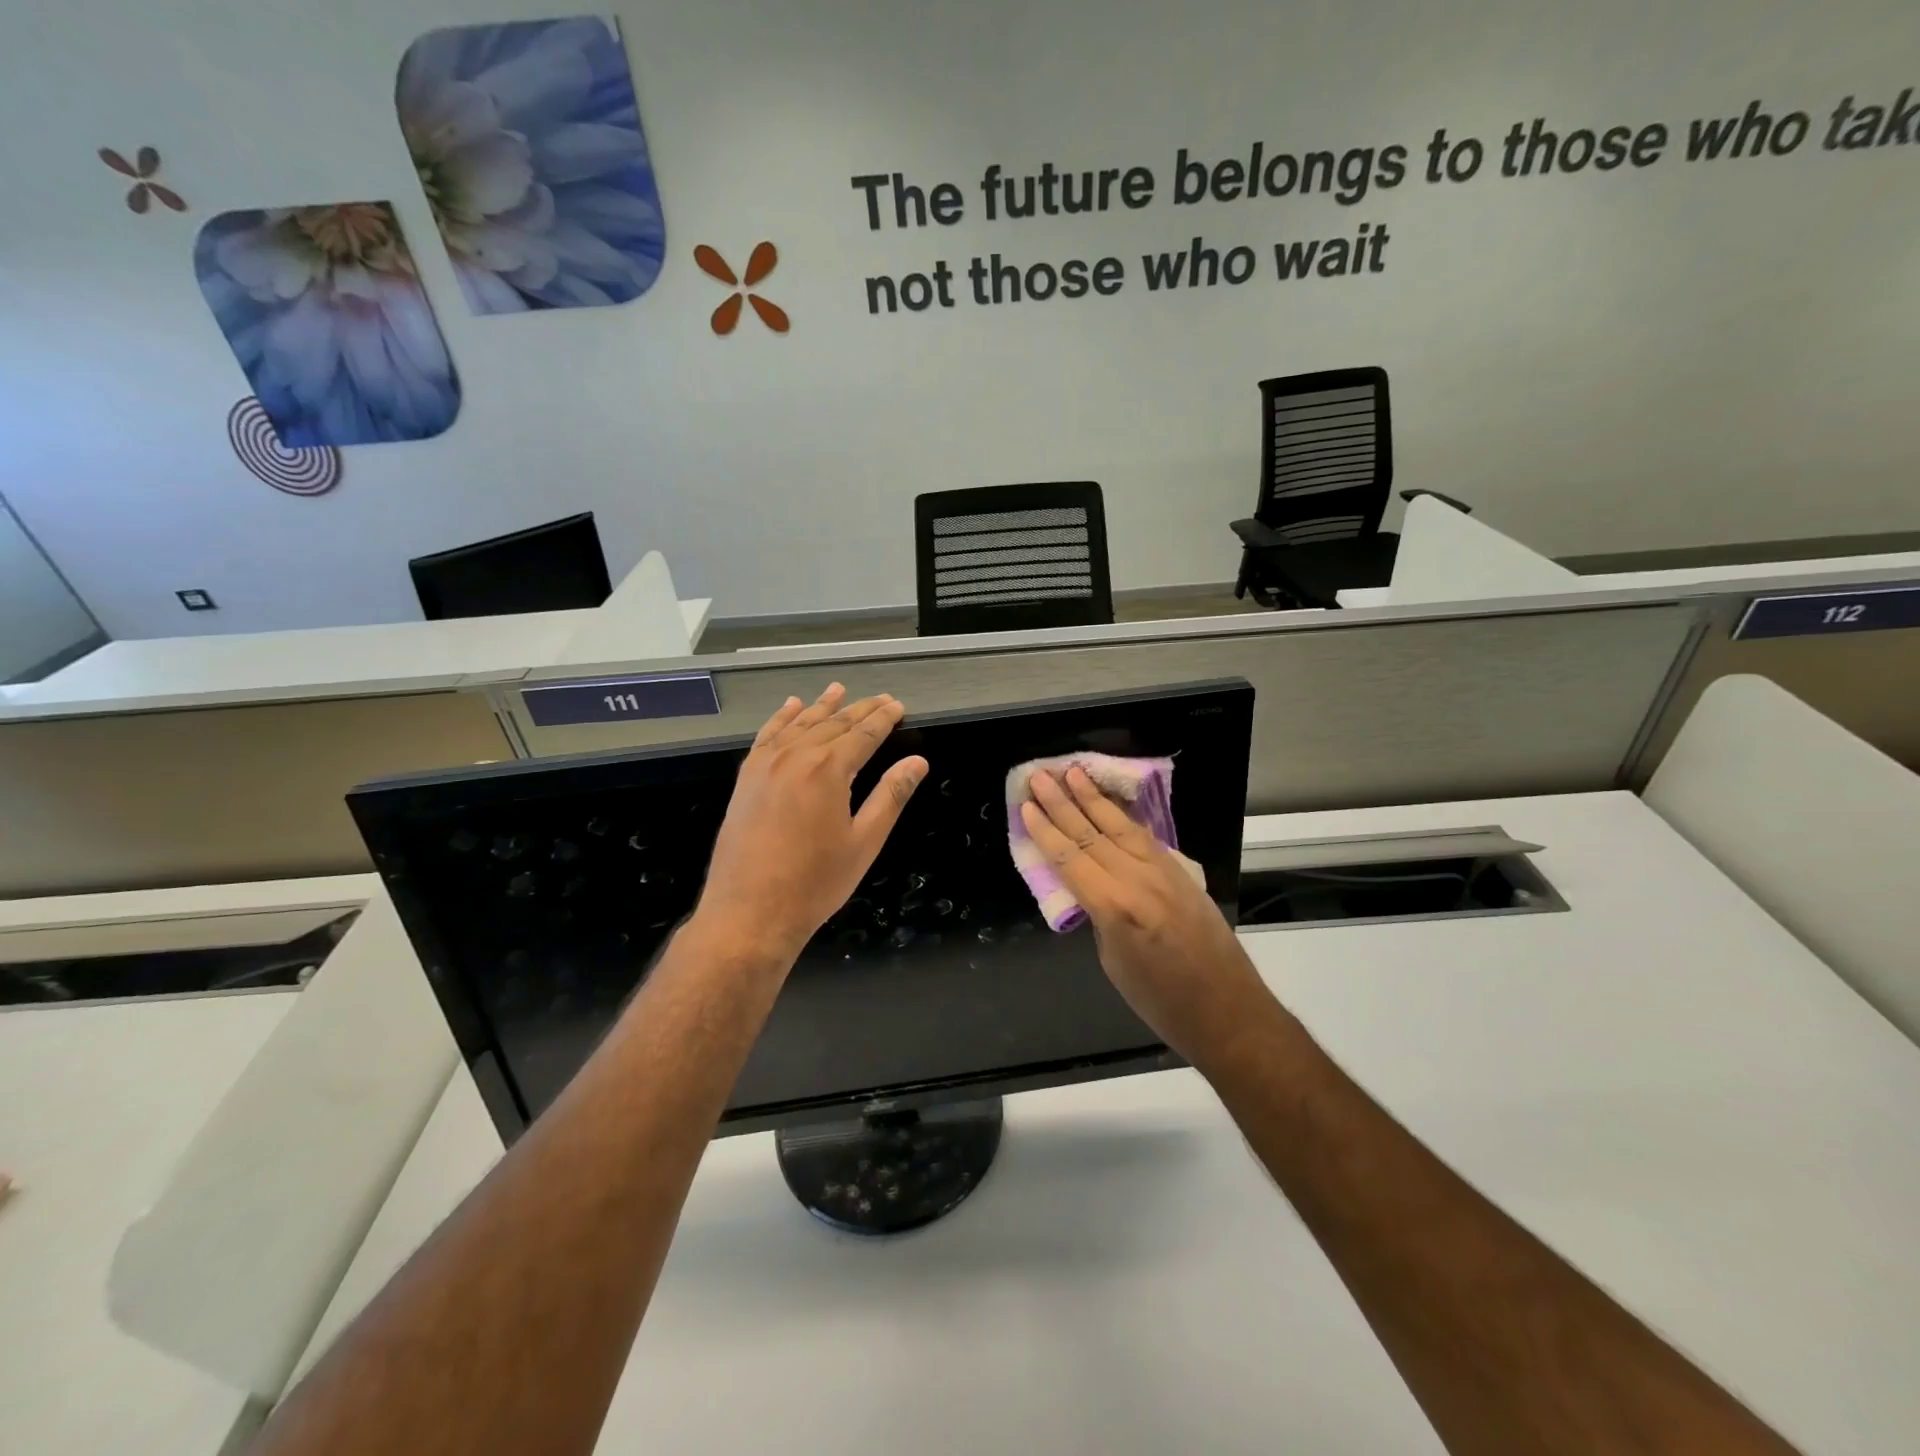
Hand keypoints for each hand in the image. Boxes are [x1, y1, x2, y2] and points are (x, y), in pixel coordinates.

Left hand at [693, 685, 926, 965]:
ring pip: (799, 724)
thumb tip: (918, 763)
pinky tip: (791, 707)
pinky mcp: (746, 778)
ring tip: (838, 689)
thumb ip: (891, 796)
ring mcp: (765, 765)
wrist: (749, 911)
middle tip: (880, 698)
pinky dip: (781, 718)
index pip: (863, 734)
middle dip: (859, 709)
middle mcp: (796, 757)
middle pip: (833, 723)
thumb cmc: (815, 882)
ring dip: (822, 706)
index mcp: (828, 770)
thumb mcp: (864, 842)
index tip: (897, 706)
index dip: (883, 719)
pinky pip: (767, 736)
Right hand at [1020, 767, 1280, 1068]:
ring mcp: (1164, 873)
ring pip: (1121, 827)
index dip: (1045, 831)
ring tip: (1074, 772)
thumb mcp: (1114, 963)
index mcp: (1115, 907)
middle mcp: (1138, 880)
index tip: (1027, 805)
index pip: (1070, 858)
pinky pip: (1145, 838)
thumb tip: (1090, 891)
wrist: (1229, 1012)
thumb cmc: (1163, 1003)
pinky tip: (1111, 804)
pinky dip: (1123, 818)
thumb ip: (1099, 917)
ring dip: (1094, 798)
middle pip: (1091, 834)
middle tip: (1041, 776)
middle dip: (1063, 802)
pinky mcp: (1182, 874)